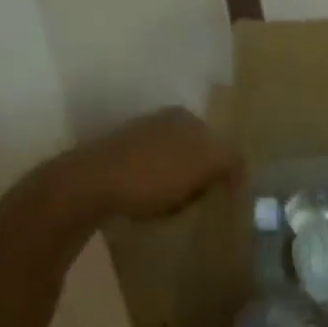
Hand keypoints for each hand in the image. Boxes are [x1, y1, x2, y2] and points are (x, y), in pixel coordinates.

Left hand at [50, 108, 242, 221]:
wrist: (87, 186)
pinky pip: (147, 176)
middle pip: (195, 155)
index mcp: (185, 116)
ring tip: (171, 209)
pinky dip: (152, 191)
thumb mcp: (205, 164)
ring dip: (175, 187)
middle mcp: (161, 120)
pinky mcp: (113, 159)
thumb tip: (240, 168)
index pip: (219, 144)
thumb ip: (230, 161)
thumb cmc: (153, 174)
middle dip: (199, 179)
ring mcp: (135, 137)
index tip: (219, 195)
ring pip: (171, 167)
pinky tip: (146, 206)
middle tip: (197, 202)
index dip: (222, 172)